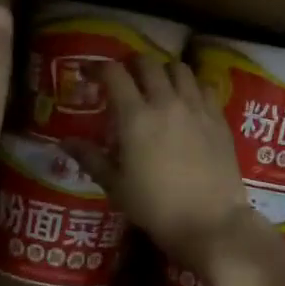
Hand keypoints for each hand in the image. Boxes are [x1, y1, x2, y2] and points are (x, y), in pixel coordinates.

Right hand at [66, 58, 253, 266]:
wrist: (210, 222)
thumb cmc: (156, 207)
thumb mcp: (116, 186)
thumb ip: (91, 158)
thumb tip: (65, 142)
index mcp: (135, 117)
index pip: (114, 74)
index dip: (97, 67)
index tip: (88, 73)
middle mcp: (166, 102)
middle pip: (148, 63)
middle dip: (132, 64)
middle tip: (125, 78)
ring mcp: (196, 107)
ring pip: (180, 69)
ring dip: (164, 70)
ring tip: (158, 85)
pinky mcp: (218, 118)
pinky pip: (205, 87)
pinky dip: (192, 86)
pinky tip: (187, 101)